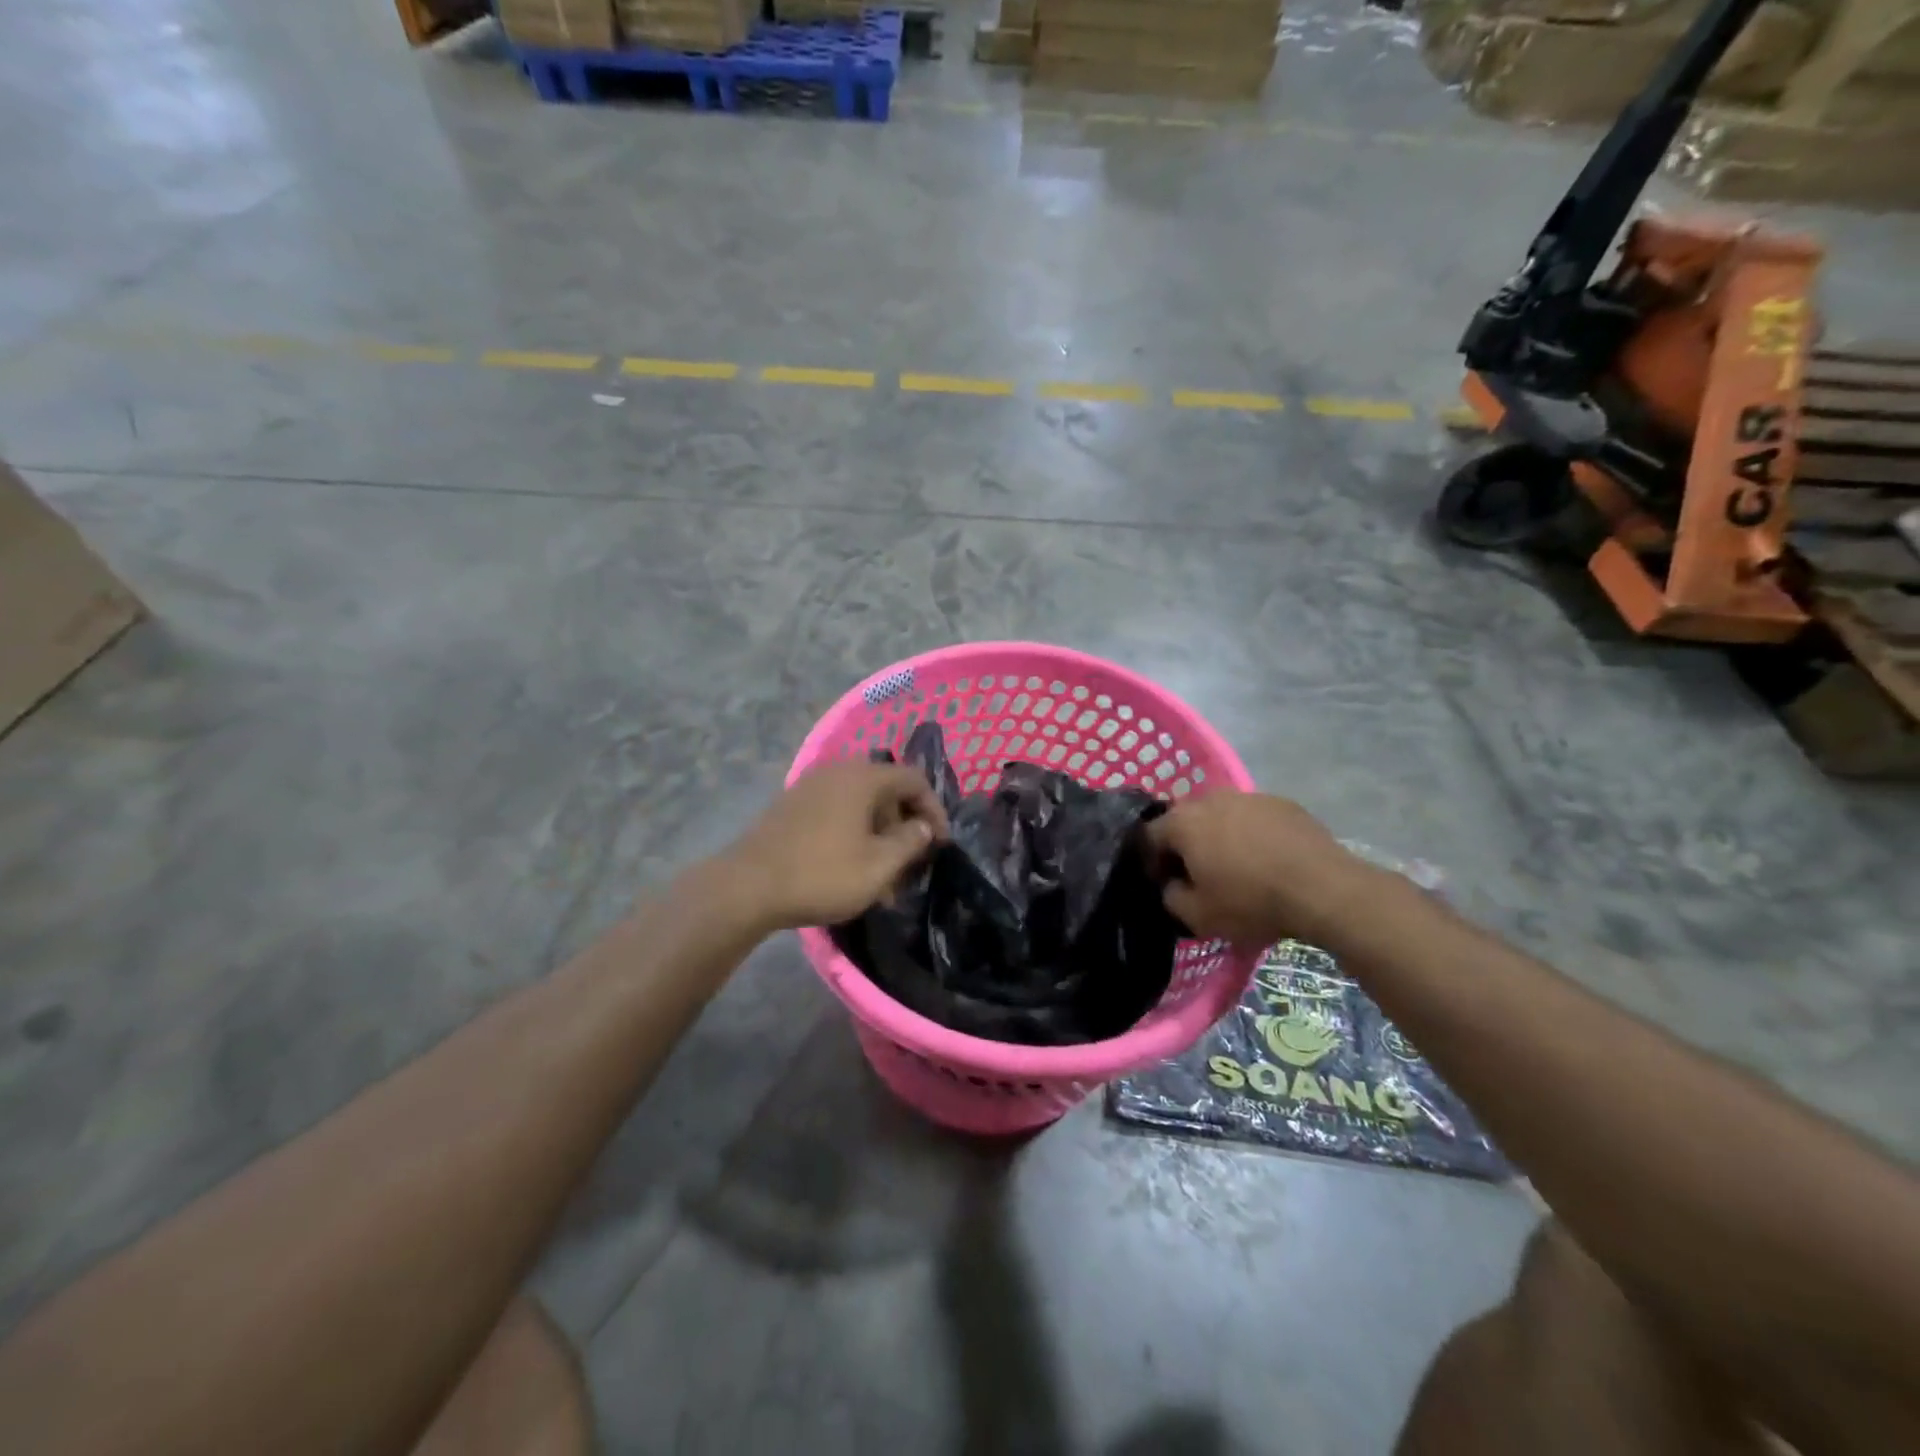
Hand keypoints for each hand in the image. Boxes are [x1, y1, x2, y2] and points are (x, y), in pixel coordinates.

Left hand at [725, 761, 950, 930]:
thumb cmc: (822, 874)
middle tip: (910, 864)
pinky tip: (849, 868)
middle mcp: (837, 771)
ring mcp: (810, 786)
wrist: (746, 887)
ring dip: (878, 835)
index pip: (914, 779)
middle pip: (886, 790)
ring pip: (859, 804)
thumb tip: (924, 827)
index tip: (940, 844)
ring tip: (881, 877)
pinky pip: (835, 811)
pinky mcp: (791, 806)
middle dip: (904, 826)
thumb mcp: (879, 865)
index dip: (934, 809)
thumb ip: (910, 841)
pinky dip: (852, 833)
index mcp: (863, 777)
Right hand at [1144, 792, 1370, 948]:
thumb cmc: (1251, 902)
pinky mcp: (1282, 803)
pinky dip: (1251, 835)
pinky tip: (1267, 860)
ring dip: (1219, 837)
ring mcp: (1249, 796)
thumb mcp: (1198, 917)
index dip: (1151, 862)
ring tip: (1236, 867)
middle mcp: (1210, 798)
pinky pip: (1253, 818)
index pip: (1148, 836)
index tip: (1166, 884)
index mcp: (1182, 822)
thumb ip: (1171, 897)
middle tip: (1199, 875)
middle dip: (1185, 845)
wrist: (1324, 890)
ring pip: (1220, 816)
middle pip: (1185, 820)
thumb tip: (1173, 885)